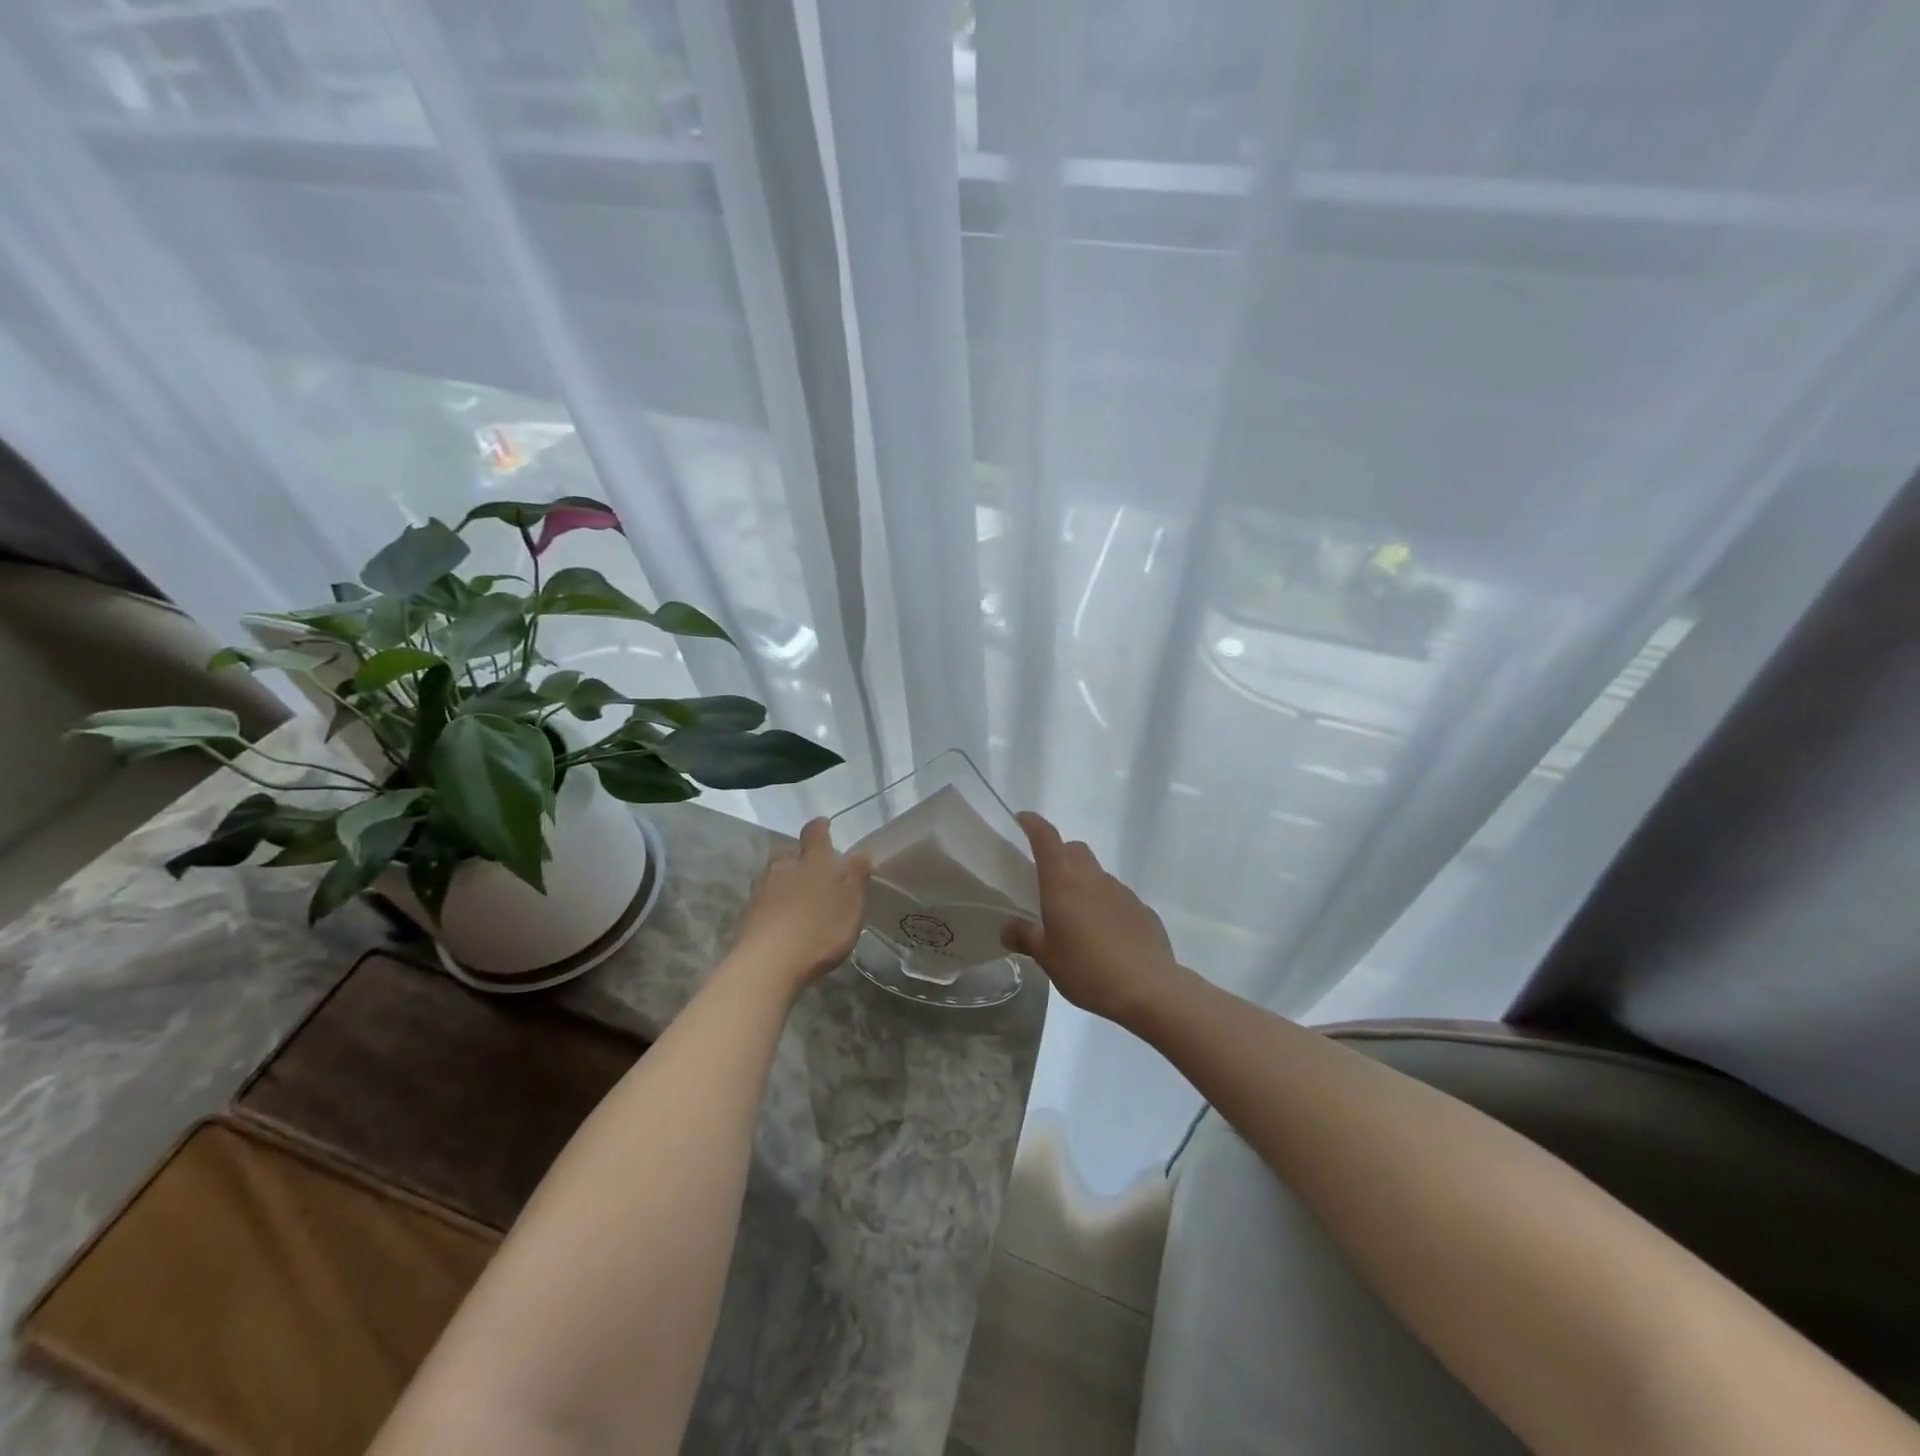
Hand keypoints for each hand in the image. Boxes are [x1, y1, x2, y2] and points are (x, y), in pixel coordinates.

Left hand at [730, 818, 871, 994]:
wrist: (767, 964)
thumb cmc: (819, 929)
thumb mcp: (851, 904)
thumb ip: (856, 876)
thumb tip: (859, 853)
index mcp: (812, 860)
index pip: (814, 832)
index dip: (820, 828)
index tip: (825, 826)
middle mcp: (783, 867)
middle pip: (791, 855)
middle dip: (802, 862)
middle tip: (816, 877)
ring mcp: (761, 890)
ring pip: (776, 878)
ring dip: (786, 885)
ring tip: (800, 904)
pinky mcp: (747, 914)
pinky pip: (765, 902)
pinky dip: (774, 907)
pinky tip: (783, 924)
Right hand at [1001, 812, 1185, 1026]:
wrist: (1148, 988)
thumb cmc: (1087, 969)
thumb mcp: (1047, 958)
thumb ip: (1025, 937)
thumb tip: (1007, 928)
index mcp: (1063, 882)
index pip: (1046, 838)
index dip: (1033, 824)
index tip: (1022, 820)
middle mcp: (1093, 878)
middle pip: (1074, 850)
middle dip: (1060, 855)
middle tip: (1047, 881)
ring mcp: (1121, 892)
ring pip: (1097, 875)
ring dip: (1084, 884)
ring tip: (1076, 918)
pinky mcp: (1142, 910)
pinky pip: (1117, 898)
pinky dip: (1105, 906)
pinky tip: (1105, 936)